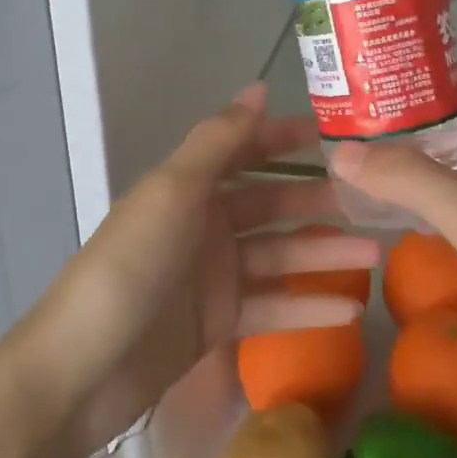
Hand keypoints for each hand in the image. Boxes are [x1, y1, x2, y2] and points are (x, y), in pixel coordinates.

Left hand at [15, 83, 379, 457]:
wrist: (80, 372)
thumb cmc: (130, 264)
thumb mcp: (174, 191)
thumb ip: (220, 140)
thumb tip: (258, 86)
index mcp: (191, 185)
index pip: (249, 150)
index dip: (289, 139)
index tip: (338, 137)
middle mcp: (206, 222)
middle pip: (273, 205)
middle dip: (319, 203)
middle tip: (374, 204)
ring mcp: (213, 275)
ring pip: (280, 256)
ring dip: (324, 255)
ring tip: (376, 256)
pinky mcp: (218, 324)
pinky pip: (271, 307)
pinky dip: (307, 308)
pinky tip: (350, 312)